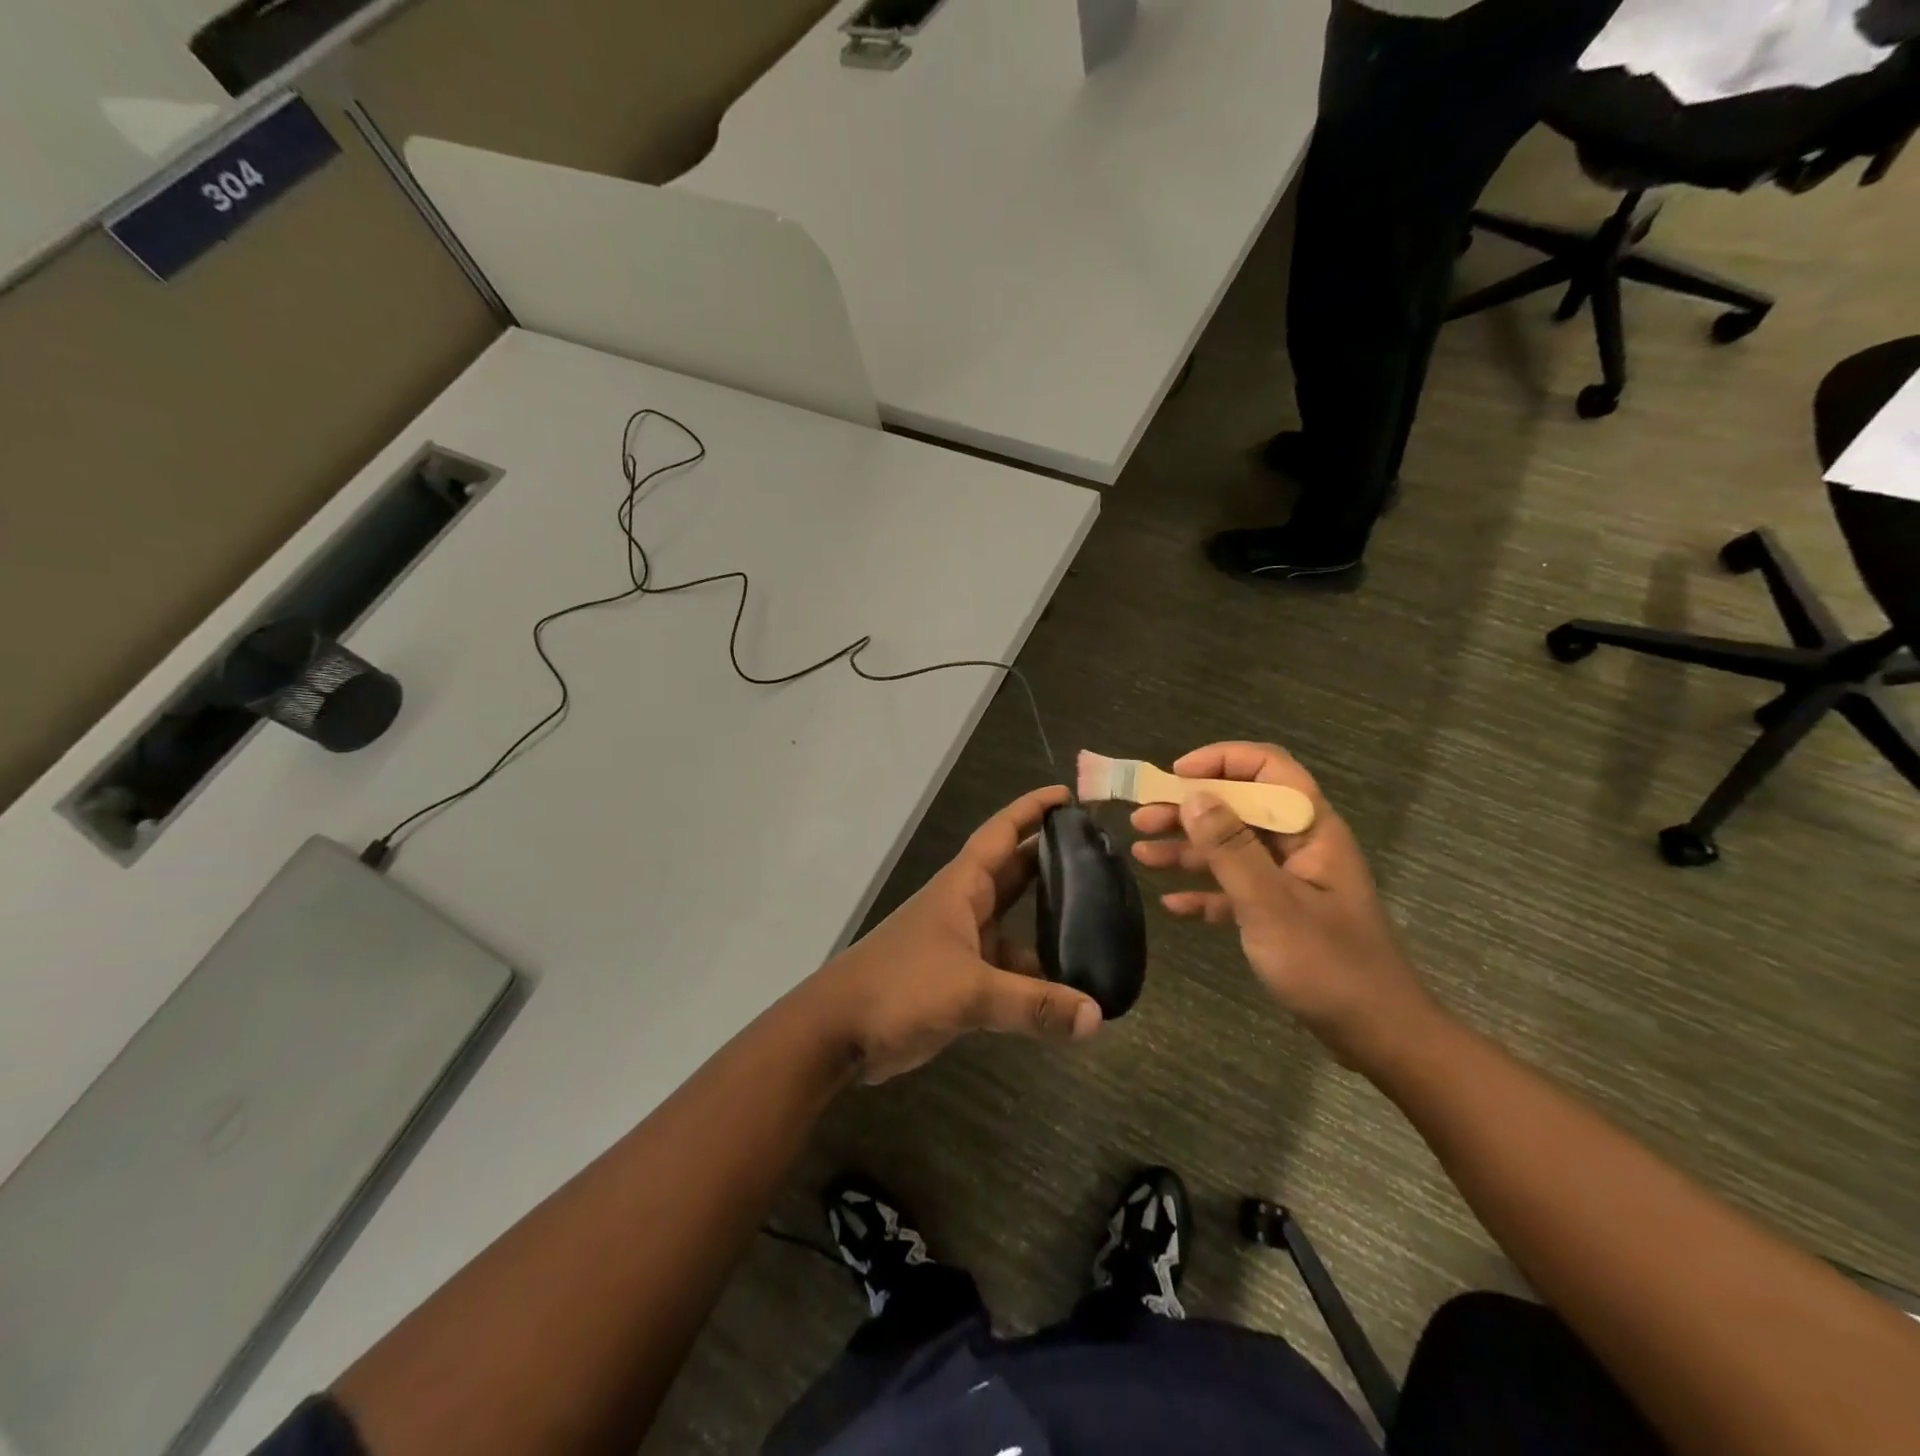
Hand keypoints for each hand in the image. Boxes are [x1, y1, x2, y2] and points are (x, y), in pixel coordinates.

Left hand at [807, 784, 1102, 1082]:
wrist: (839, 1031)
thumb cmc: (899, 988)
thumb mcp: (969, 991)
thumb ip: (1033, 1004)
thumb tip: (1097, 1017)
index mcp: (962, 887)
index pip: (1002, 833)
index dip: (1033, 810)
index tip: (1068, 795)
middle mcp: (965, 907)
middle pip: (1016, 873)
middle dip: (1054, 860)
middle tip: (1103, 856)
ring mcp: (962, 944)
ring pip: (1015, 924)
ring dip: (1049, 922)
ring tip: (1101, 923)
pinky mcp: (960, 981)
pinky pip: (1009, 969)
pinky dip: (1036, 976)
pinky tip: (1069, 991)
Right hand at [1130, 742, 1438, 1069]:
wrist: (1378, 1036)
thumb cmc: (1328, 965)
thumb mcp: (1270, 904)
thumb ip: (1230, 848)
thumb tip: (1194, 796)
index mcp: (1310, 830)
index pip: (1268, 768)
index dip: (1221, 761)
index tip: (1175, 774)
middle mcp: (1300, 846)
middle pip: (1240, 808)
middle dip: (1189, 809)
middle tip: (1142, 820)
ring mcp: (1290, 881)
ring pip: (1232, 849)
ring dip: (1187, 849)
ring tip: (1141, 854)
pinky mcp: (1281, 915)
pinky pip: (1236, 890)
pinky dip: (1204, 891)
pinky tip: (1172, 904)